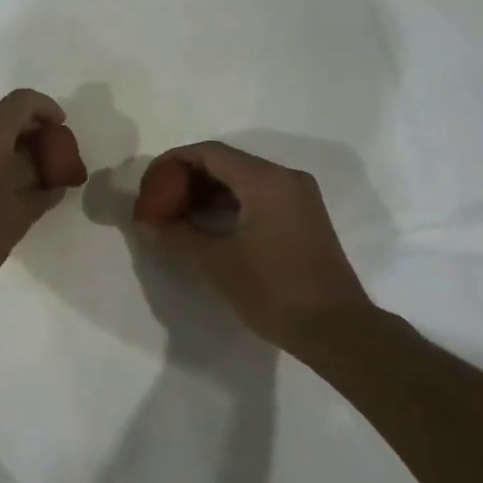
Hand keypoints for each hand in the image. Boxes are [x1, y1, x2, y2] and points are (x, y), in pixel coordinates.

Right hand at [132, 141, 369, 347]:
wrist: (337, 330)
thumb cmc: (275, 291)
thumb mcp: (217, 264)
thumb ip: (177, 237)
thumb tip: (145, 224)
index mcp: (265, 180)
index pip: (210, 153)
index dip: (175, 161)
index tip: (150, 181)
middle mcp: (285, 178)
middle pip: (227, 162)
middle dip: (190, 178)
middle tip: (161, 199)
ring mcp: (299, 197)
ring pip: (244, 180)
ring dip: (210, 192)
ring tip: (179, 214)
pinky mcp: (304, 217)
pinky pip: (260, 196)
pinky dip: (231, 204)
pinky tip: (209, 225)